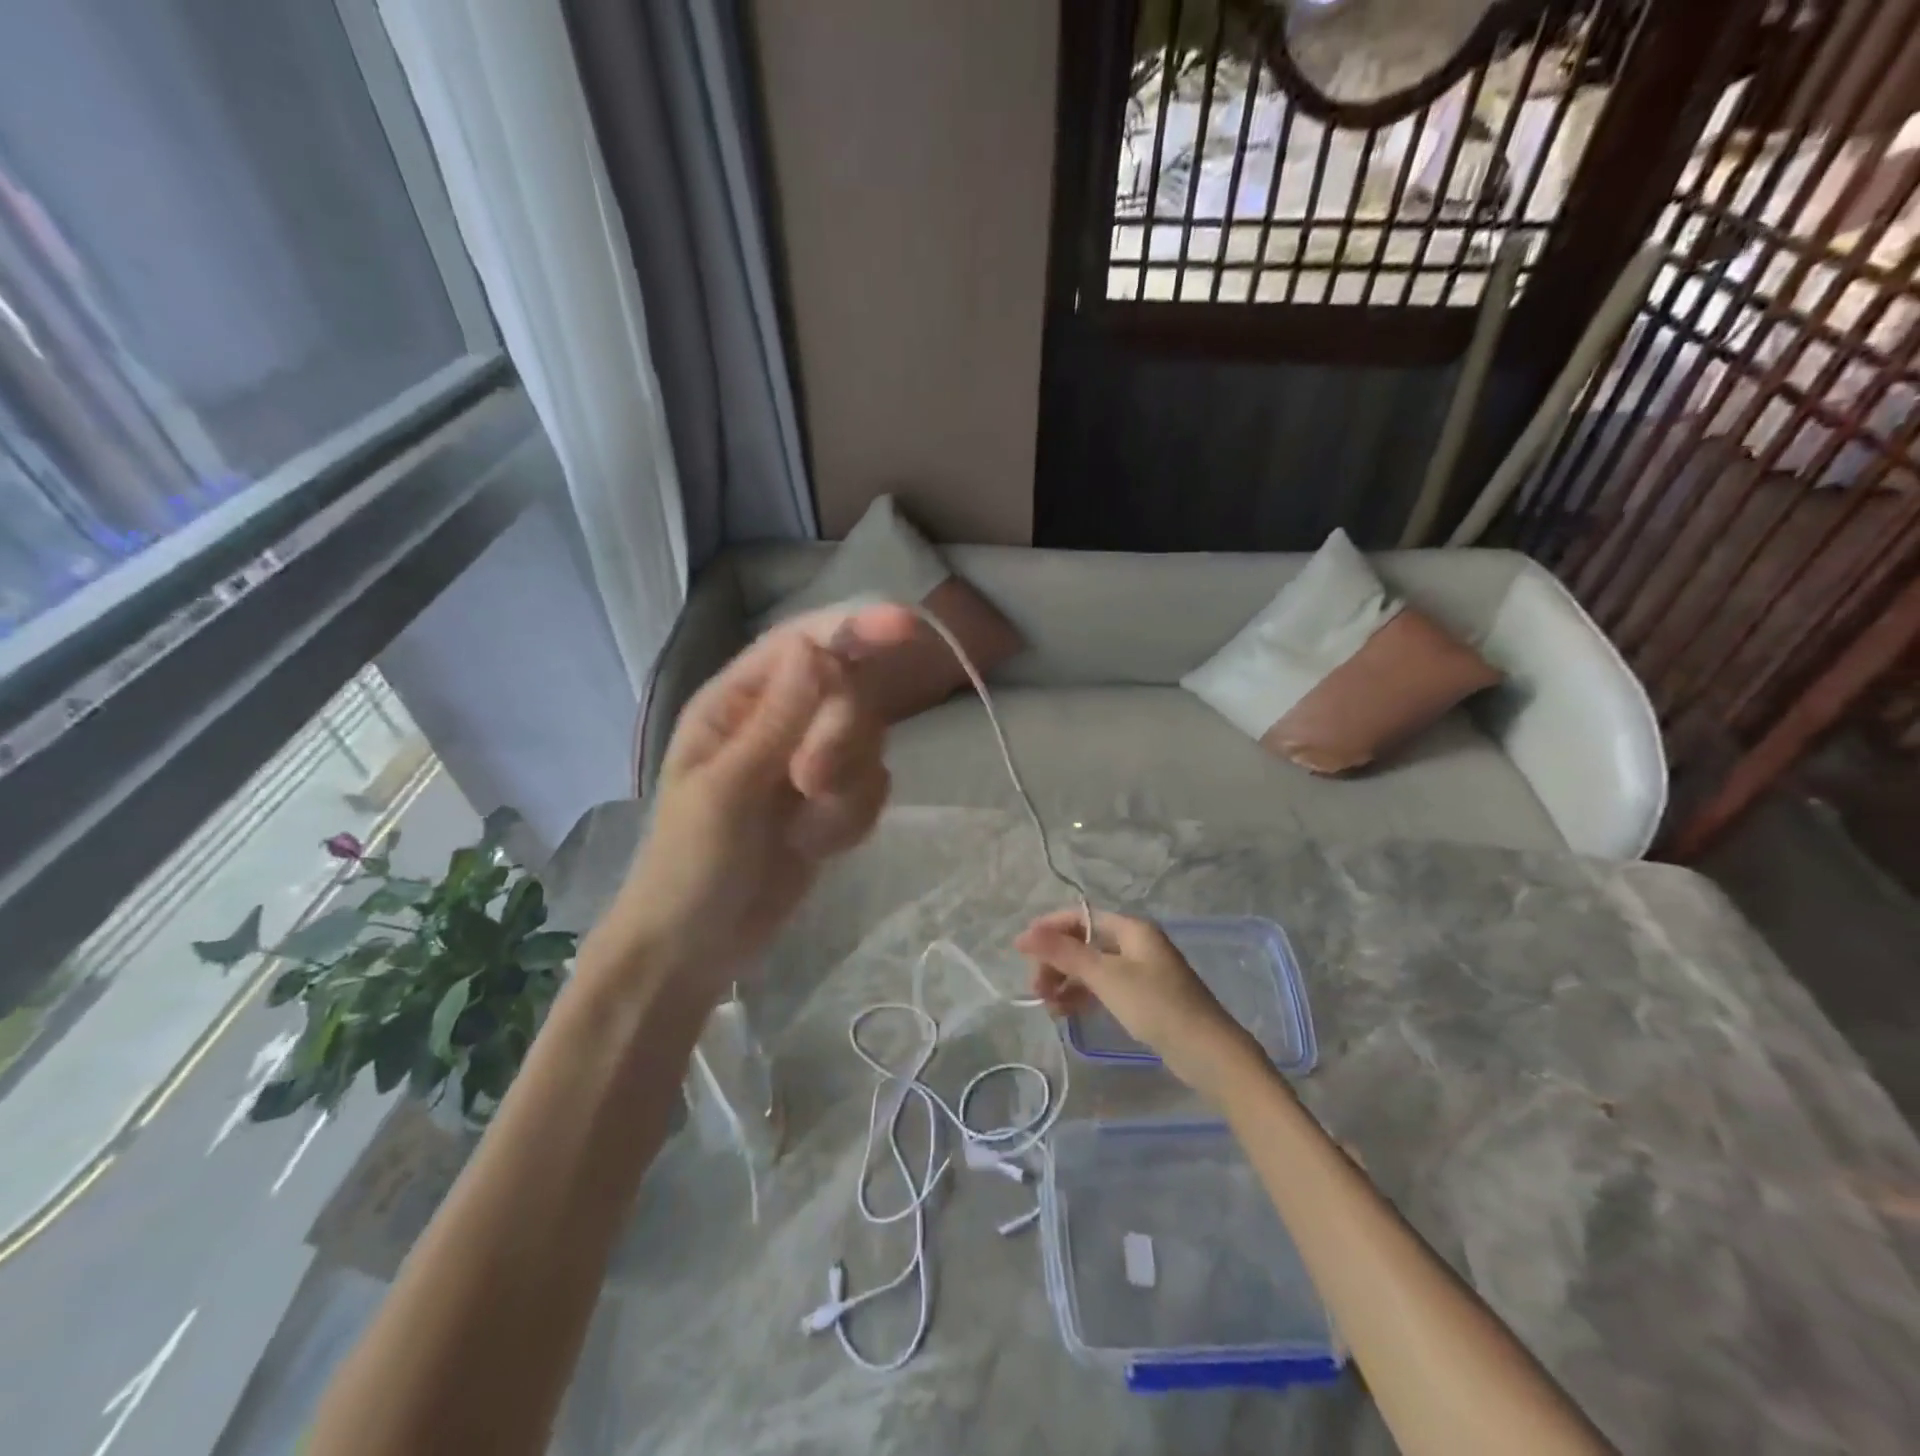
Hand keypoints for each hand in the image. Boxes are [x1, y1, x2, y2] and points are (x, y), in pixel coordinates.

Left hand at [603, 603, 915, 1003]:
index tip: (906, 627)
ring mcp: (809, 761)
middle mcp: (778, 720)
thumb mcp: (727, 790)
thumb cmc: (691, 865)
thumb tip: (815, 647)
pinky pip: (873, 787)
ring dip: (846, 788)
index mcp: (736, 702)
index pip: (803, 643)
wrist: (698, 947)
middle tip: (810, 783)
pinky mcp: (833, 802)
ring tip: (805, 829)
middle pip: (848, 693)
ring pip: (868, 743)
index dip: (854, 628)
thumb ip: (778, 718)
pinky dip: (852, 818)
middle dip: (842, 737)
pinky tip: (816, 846)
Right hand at [1015, 909, 1266, 1099]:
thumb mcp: (1106, 977)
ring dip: (1066, 982)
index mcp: (1131, 928)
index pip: (1080, 917)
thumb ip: (1064, 953)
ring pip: (1092, 968)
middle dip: (1056, 961)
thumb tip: (1023, 934)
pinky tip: (1068, 1012)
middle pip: (1084, 942)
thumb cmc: (1156, 1005)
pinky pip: (1104, 987)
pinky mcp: (1144, 997)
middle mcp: (1136, 943)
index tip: (1021, 952)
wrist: (1208, 1052)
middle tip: (1036, 989)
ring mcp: (1141, 971)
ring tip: (1049, 1007)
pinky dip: (1083, 996)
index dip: (1049, 930)